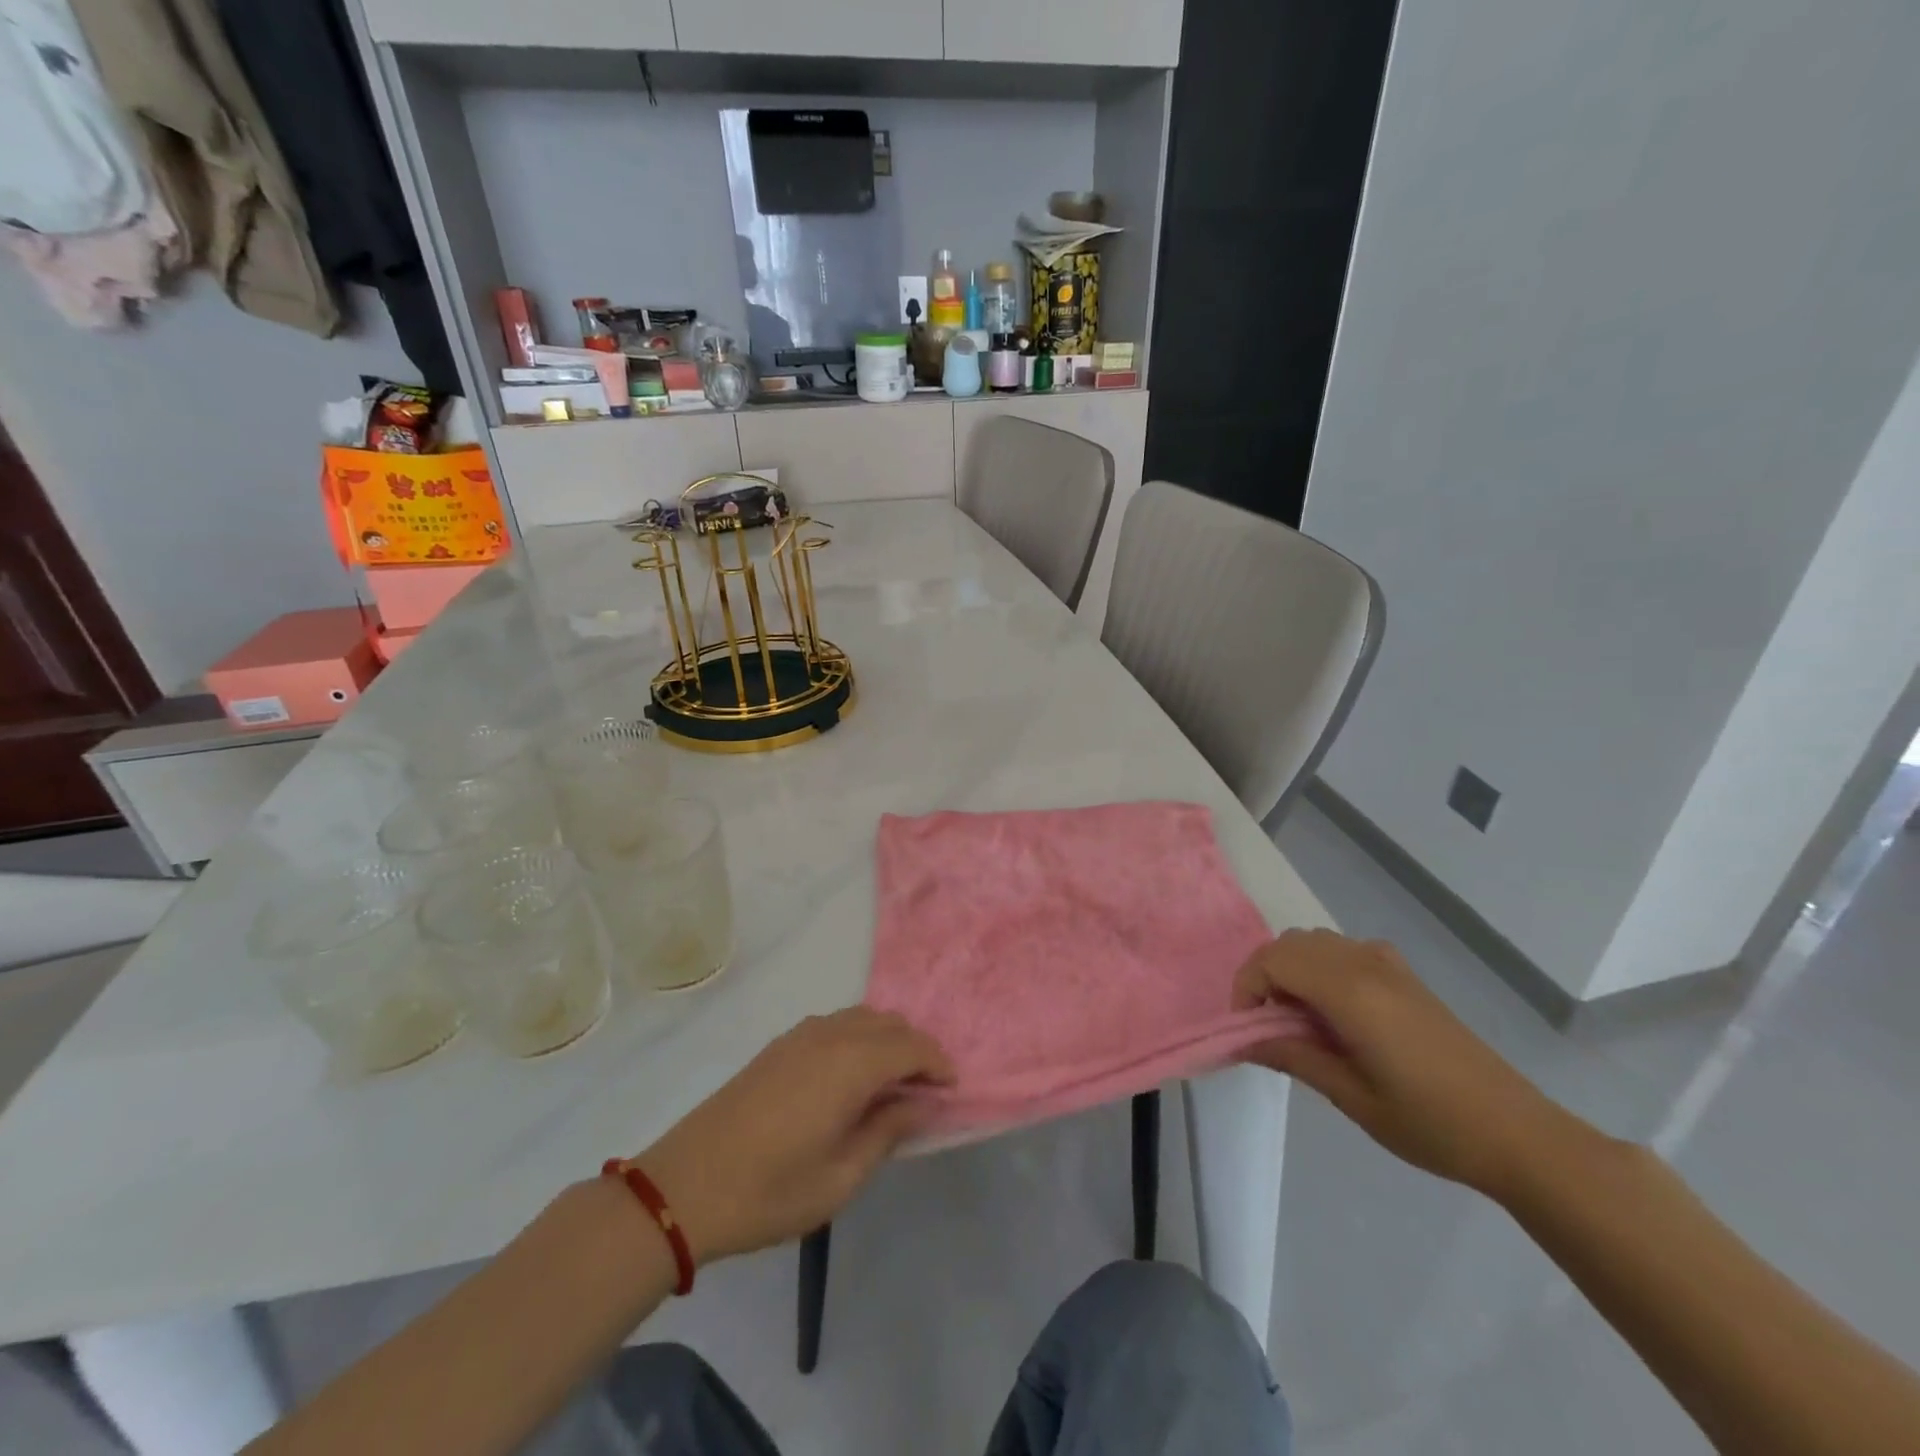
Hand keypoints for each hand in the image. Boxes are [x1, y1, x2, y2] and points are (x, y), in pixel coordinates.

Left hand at [633, 1008, 953, 1264]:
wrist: (683, 1187)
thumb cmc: (769, 1192)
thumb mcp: (840, 1178)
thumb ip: (887, 1132)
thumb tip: (921, 1103)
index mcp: (850, 1065)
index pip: (911, 1046)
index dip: (937, 1064)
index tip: (951, 1091)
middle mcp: (829, 1036)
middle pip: (889, 1023)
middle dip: (915, 1049)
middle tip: (925, 1091)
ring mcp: (800, 1036)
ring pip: (861, 1018)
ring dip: (887, 1040)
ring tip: (892, 1084)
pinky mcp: (779, 1045)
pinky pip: (835, 1024)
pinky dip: (858, 1038)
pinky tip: (851, 1076)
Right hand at [1233, 929, 1573, 1194]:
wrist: (1517, 1134)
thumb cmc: (1430, 1123)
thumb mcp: (1351, 1097)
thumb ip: (1292, 1057)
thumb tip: (1245, 1040)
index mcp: (1350, 990)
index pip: (1273, 960)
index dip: (1248, 988)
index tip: (1249, 1030)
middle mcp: (1365, 963)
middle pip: (1290, 944)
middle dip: (1265, 976)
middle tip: (1268, 1026)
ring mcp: (1388, 964)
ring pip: (1315, 941)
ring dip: (1292, 969)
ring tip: (1299, 1021)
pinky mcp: (1405, 975)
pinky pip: (1343, 950)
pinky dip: (1321, 967)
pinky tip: (1335, 1012)